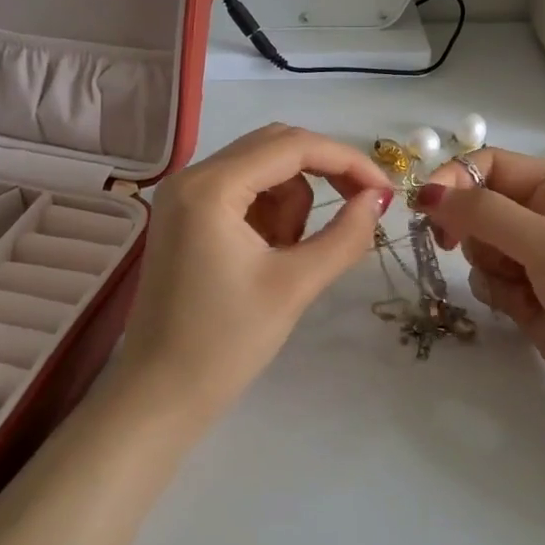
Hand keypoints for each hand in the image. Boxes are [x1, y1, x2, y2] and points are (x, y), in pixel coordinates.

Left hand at [112, 124, 392, 415]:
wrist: (159, 397)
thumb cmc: (225, 344)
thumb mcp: (295, 286)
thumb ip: (345, 235)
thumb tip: (378, 199)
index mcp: (210, 187)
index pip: (293, 147)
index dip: (347, 161)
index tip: (385, 191)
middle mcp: (192, 176)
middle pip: (276, 147)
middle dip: (324, 173)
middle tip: (361, 208)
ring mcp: (185, 196)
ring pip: (263, 170)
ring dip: (294, 201)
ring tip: (293, 255)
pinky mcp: (186, 217)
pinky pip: (245, 193)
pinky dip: (272, 213)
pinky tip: (272, 255)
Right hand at [418, 148, 544, 438]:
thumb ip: (486, 213)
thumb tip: (427, 192)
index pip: (488, 164)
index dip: (455, 179)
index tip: (426, 207)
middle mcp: (542, 213)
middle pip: (476, 203)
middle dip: (468, 227)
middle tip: (455, 247)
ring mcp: (532, 255)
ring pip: (476, 243)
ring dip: (485, 264)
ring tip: (517, 286)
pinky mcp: (523, 291)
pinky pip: (484, 276)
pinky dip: (493, 290)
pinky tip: (520, 308)